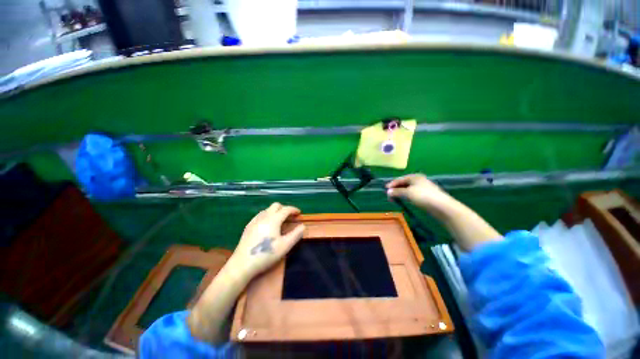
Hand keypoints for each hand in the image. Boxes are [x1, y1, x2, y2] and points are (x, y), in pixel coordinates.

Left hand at [226, 203, 305, 281]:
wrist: (242, 264)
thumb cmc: (266, 254)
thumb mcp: (285, 246)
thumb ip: (296, 234)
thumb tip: (303, 226)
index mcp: (273, 220)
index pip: (286, 209)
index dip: (293, 209)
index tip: (299, 213)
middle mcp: (264, 217)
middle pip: (275, 205)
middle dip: (284, 208)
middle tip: (290, 217)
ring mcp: (254, 221)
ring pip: (267, 210)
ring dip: (275, 212)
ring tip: (280, 221)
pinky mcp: (248, 226)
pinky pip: (260, 215)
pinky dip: (267, 216)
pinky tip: (267, 225)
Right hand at [386, 174, 456, 216]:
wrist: (442, 206)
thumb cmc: (423, 196)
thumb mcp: (407, 193)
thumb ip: (397, 191)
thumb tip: (388, 191)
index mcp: (414, 177)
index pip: (400, 179)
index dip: (392, 184)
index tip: (385, 189)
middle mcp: (419, 180)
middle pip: (404, 183)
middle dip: (396, 189)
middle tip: (389, 195)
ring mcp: (423, 188)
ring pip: (408, 189)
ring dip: (401, 193)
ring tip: (395, 198)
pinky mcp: (426, 195)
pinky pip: (413, 194)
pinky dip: (407, 196)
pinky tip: (405, 200)